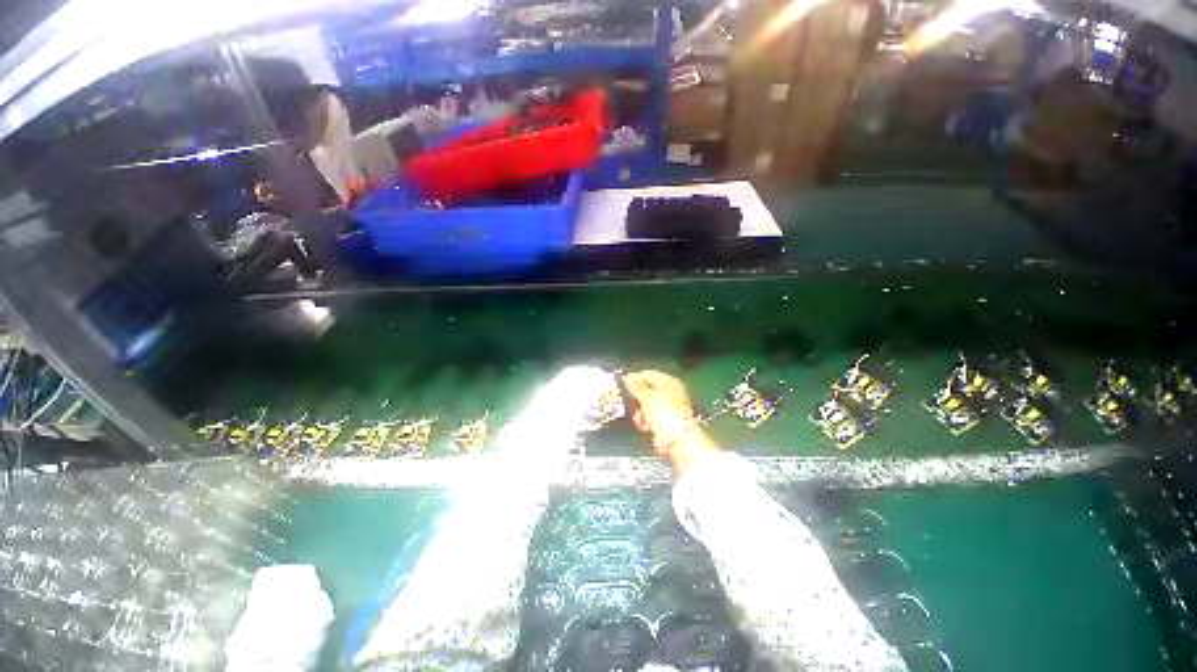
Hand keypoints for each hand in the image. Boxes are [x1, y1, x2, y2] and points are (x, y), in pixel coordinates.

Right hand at [623, 370, 719, 475]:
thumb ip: (636, 387)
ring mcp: (674, 408)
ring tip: (639, 422)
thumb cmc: (664, 414)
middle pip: (650, 392)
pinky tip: (648, 430)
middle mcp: (673, 392)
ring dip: (643, 415)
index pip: (648, 374)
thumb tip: (628, 378)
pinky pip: (657, 420)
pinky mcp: (674, 423)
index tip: (621, 386)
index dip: (634, 378)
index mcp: (669, 381)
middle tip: (629, 407)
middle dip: (638, 401)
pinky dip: (651, 424)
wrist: (682, 441)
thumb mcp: (647, 398)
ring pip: (652, 408)